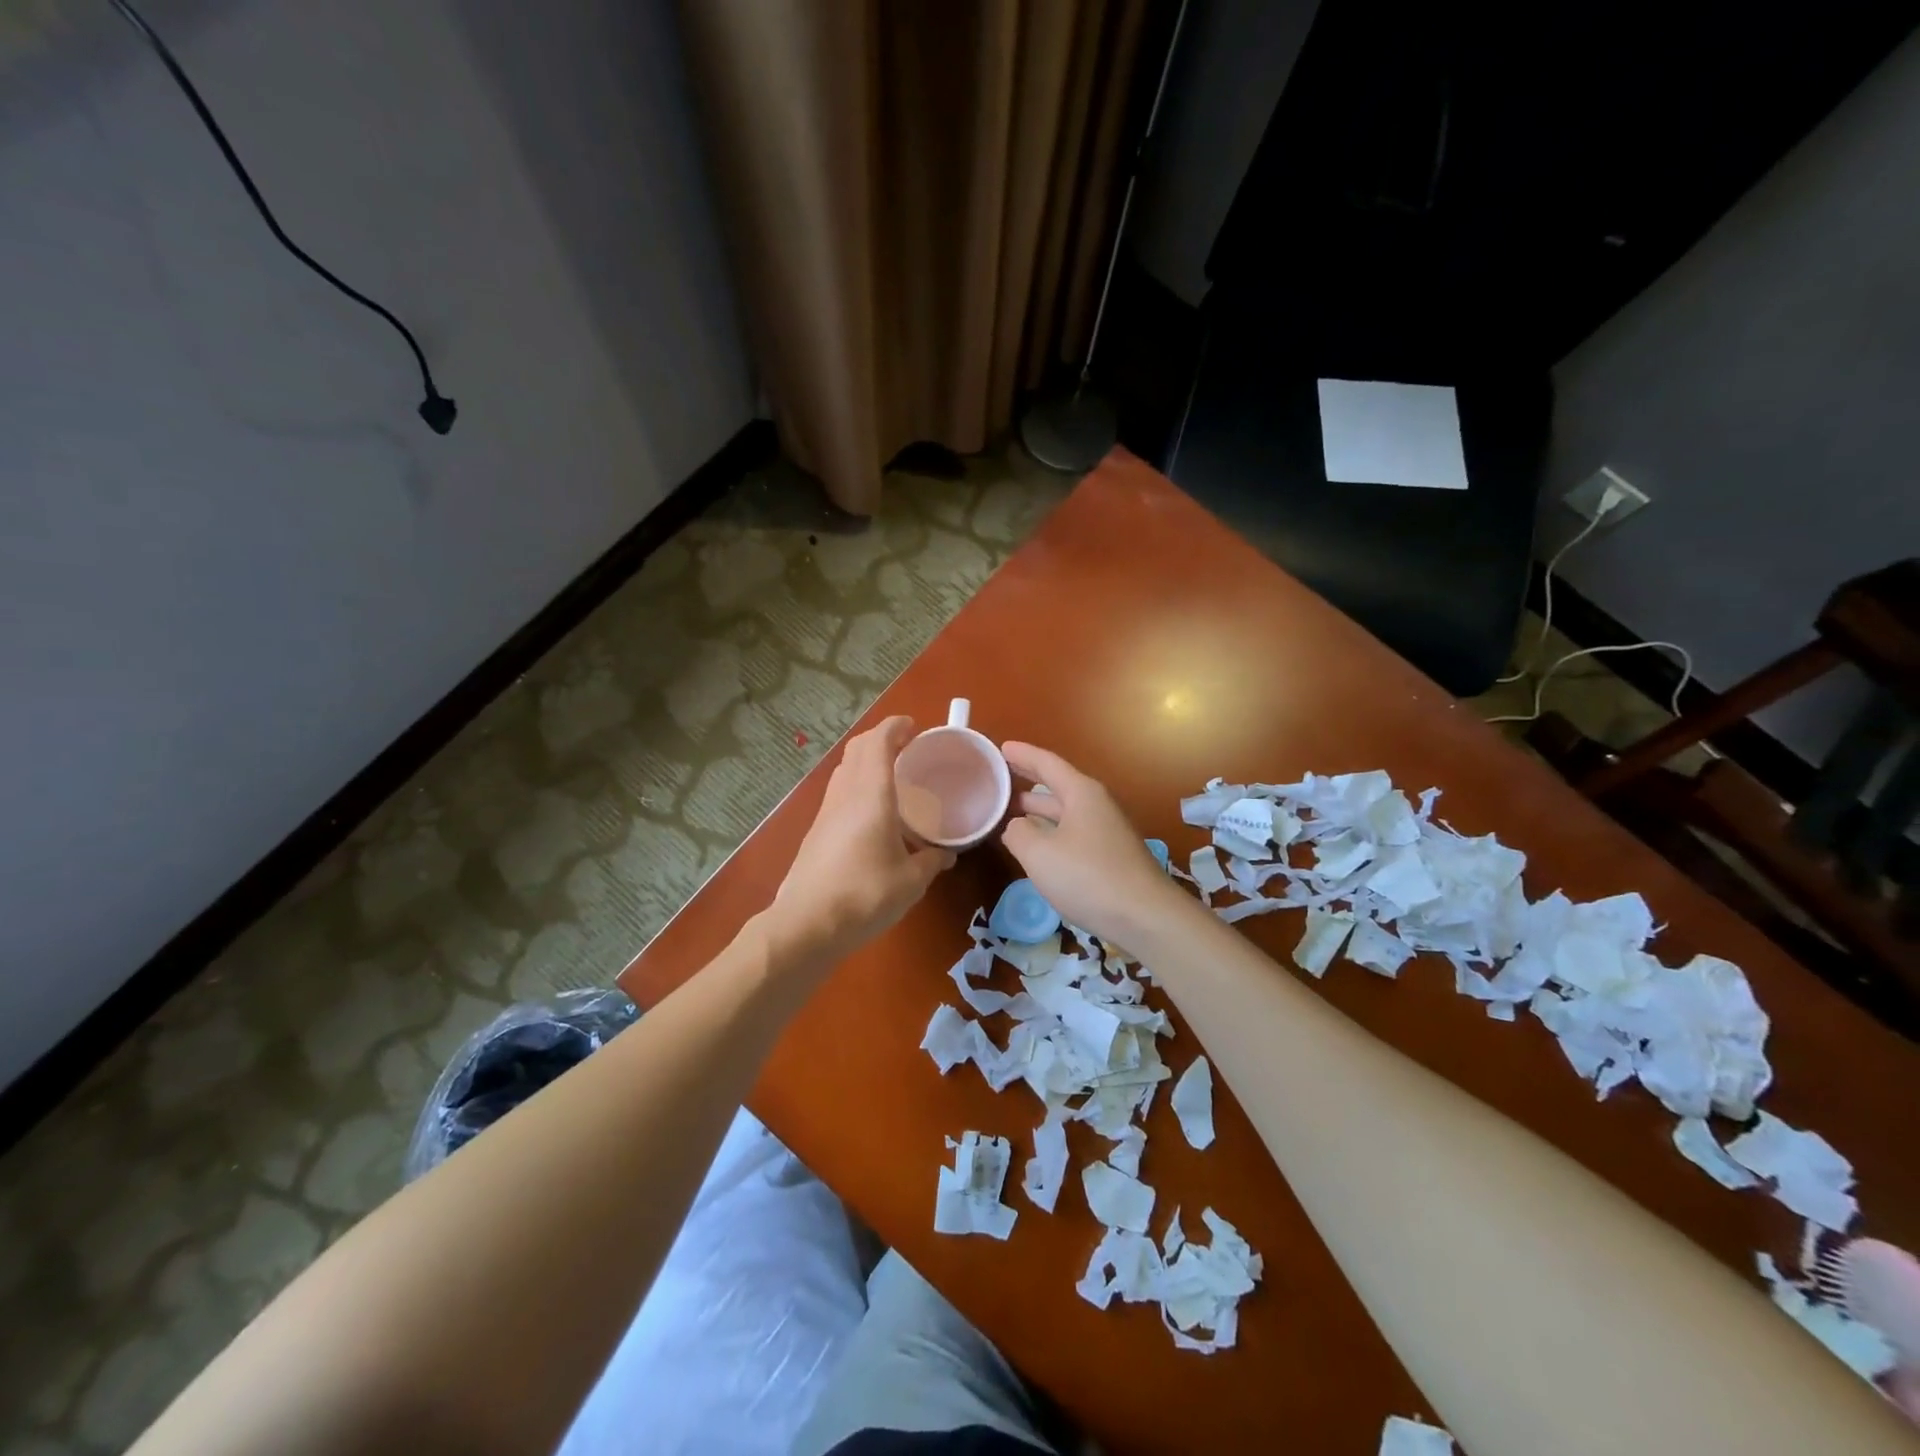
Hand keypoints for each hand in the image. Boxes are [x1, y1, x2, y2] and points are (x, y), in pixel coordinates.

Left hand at [771, 716, 954, 962]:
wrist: (807, 924)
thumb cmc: (865, 895)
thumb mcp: (911, 881)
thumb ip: (932, 862)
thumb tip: (947, 854)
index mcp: (871, 795)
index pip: (879, 742)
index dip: (895, 727)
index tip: (914, 727)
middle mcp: (845, 794)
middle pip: (858, 749)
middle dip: (881, 739)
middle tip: (907, 748)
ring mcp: (825, 812)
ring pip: (845, 769)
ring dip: (866, 761)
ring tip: (892, 777)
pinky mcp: (816, 832)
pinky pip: (839, 793)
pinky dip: (857, 785)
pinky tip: (872, 812)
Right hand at [1000, 742, 1189, 949]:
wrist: (1146, 917)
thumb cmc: (1088, 877)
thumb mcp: (1039, 854)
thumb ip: (1018, 833)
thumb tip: (1016, 826)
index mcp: (1081, 793)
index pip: (1047, 764)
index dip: (1022, 754)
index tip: (1000, 747)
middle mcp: (1096, 805)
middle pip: (1057, 786)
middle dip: (1028, 782)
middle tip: (999, 780)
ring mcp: (1106, 832)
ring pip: (1064, 813)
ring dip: (1038, 811)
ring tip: (1009, 812)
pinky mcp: (1110, 857)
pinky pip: (1072, 834)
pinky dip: (1050, 832)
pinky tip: (1037, 846)